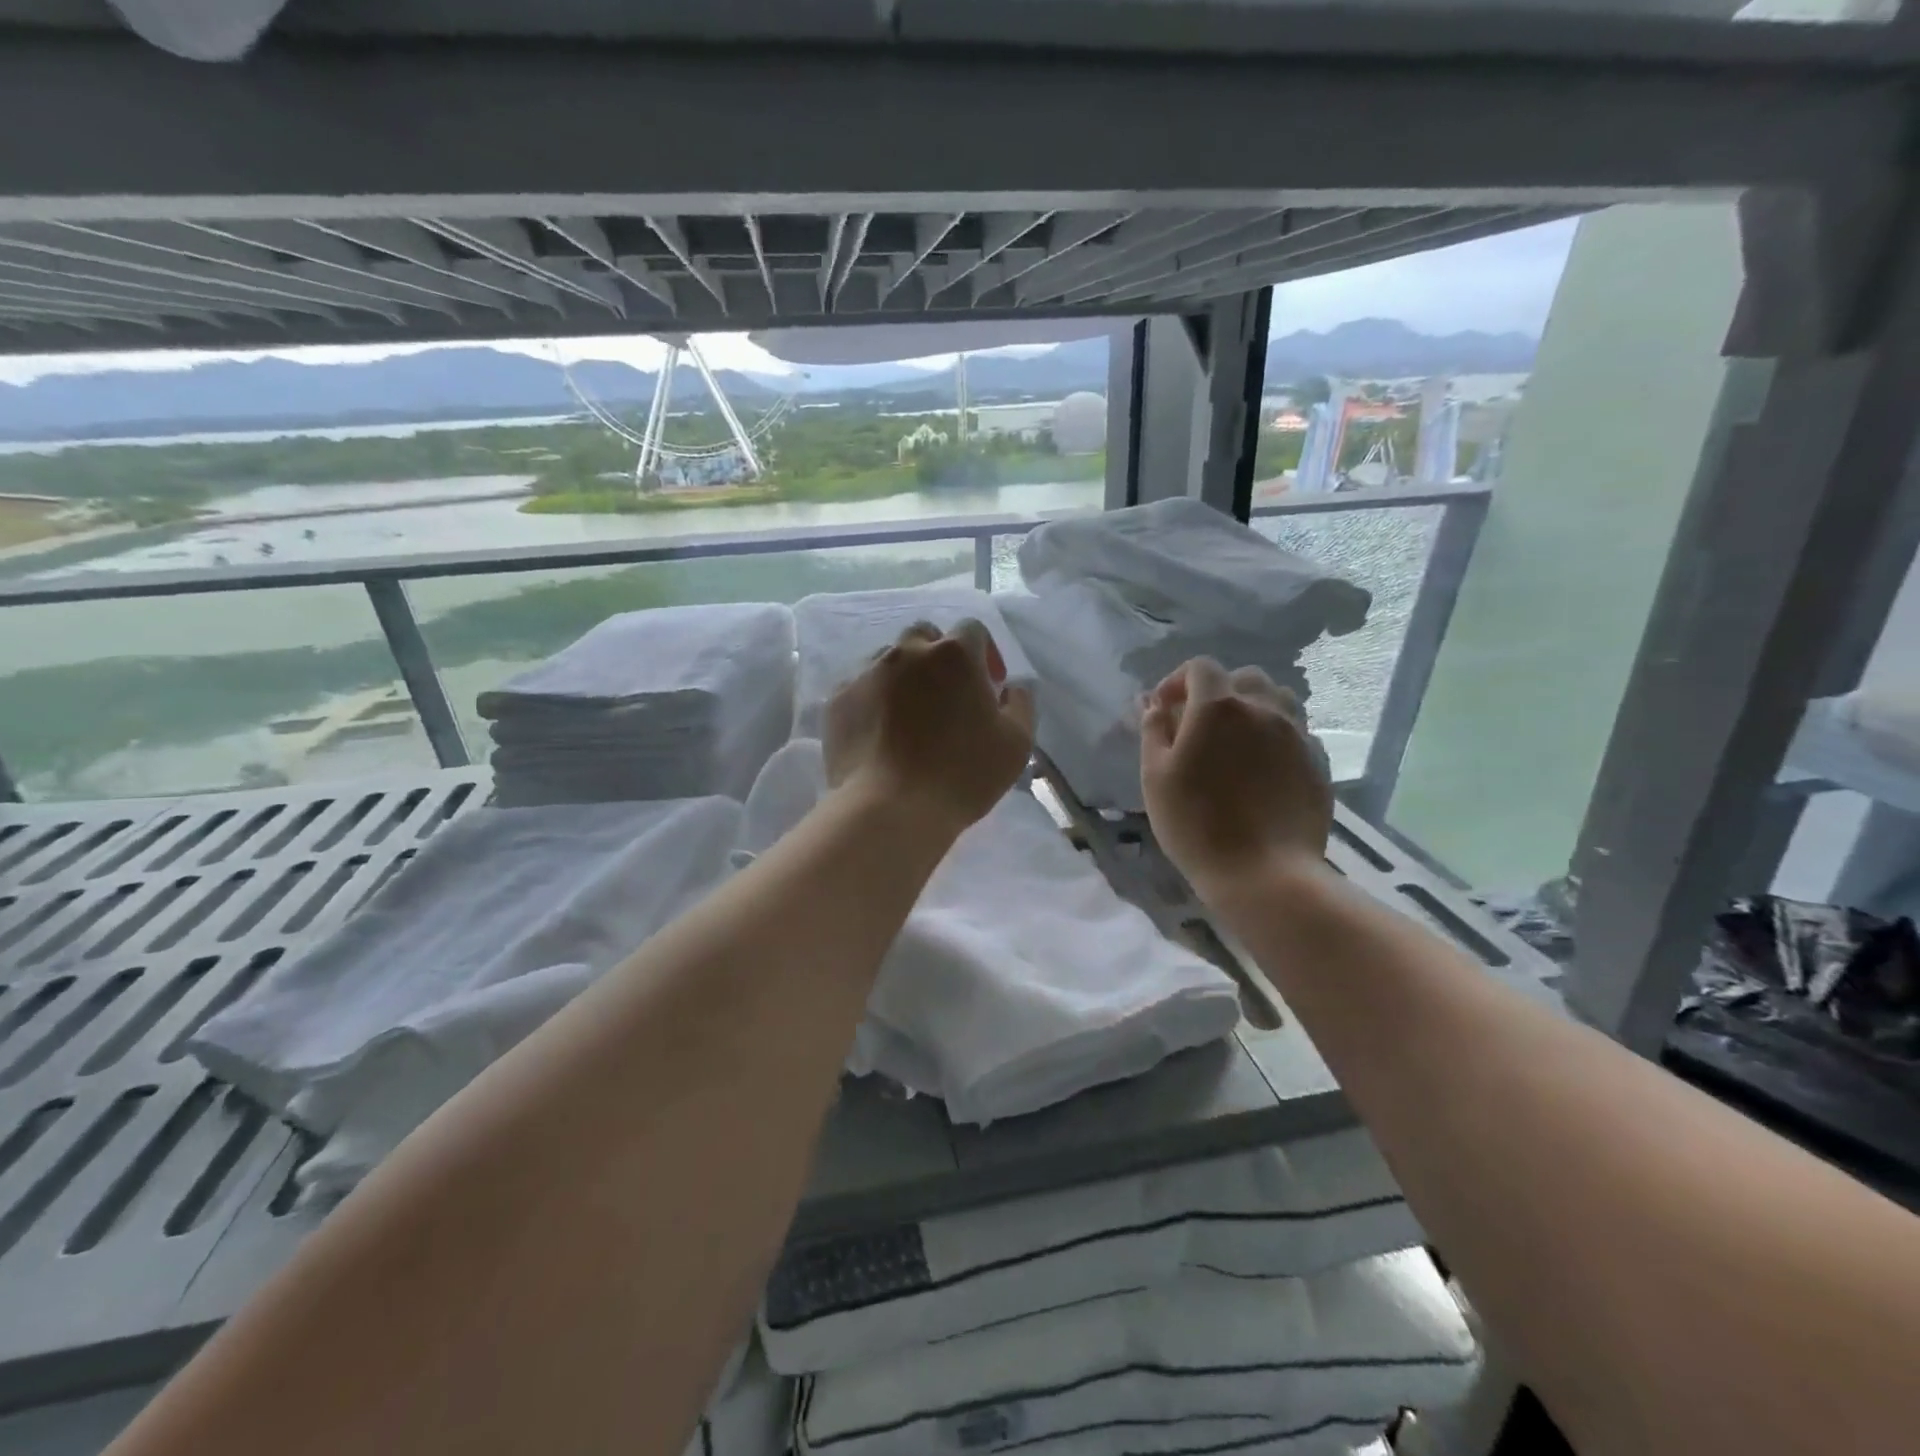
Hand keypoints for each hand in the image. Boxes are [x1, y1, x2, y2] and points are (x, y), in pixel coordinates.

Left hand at [824, 621, 1035, 836]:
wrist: (890, 808)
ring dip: (903, 676)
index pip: (972, 630)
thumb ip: (1020, 704)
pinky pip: (860, 686)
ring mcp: (867, 672)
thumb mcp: (1016, 744)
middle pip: (925, 636)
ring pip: (888, 659)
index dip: (984, 654)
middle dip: (938, 656)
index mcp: (955, 654)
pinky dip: (873, 699)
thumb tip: (1010, 689)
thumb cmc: (962, 775)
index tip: (988, 687)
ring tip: (909, 715)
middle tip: (946, 696)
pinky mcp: (838, 699)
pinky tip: (879, 732)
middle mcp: (907, 651)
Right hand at [1140, 658, 1330, 895]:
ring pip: (1276, 700)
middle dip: (1217, 692)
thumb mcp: (1155, 777)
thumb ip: (1154, 731)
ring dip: (1252, 708)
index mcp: (1219, 707)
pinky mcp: (1317, 762)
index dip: (1177, 681)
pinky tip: (1261, 768)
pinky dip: (1274, 736)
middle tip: (1198, 725)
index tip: (1164, 709)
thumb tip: (1155, 705)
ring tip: (1235, 741)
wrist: (1264, 874)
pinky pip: (1295, 732)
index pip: (1200, 668)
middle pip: (1243, 678)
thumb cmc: (1196, 824)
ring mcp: (1297, 734)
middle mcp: (1263, 709)